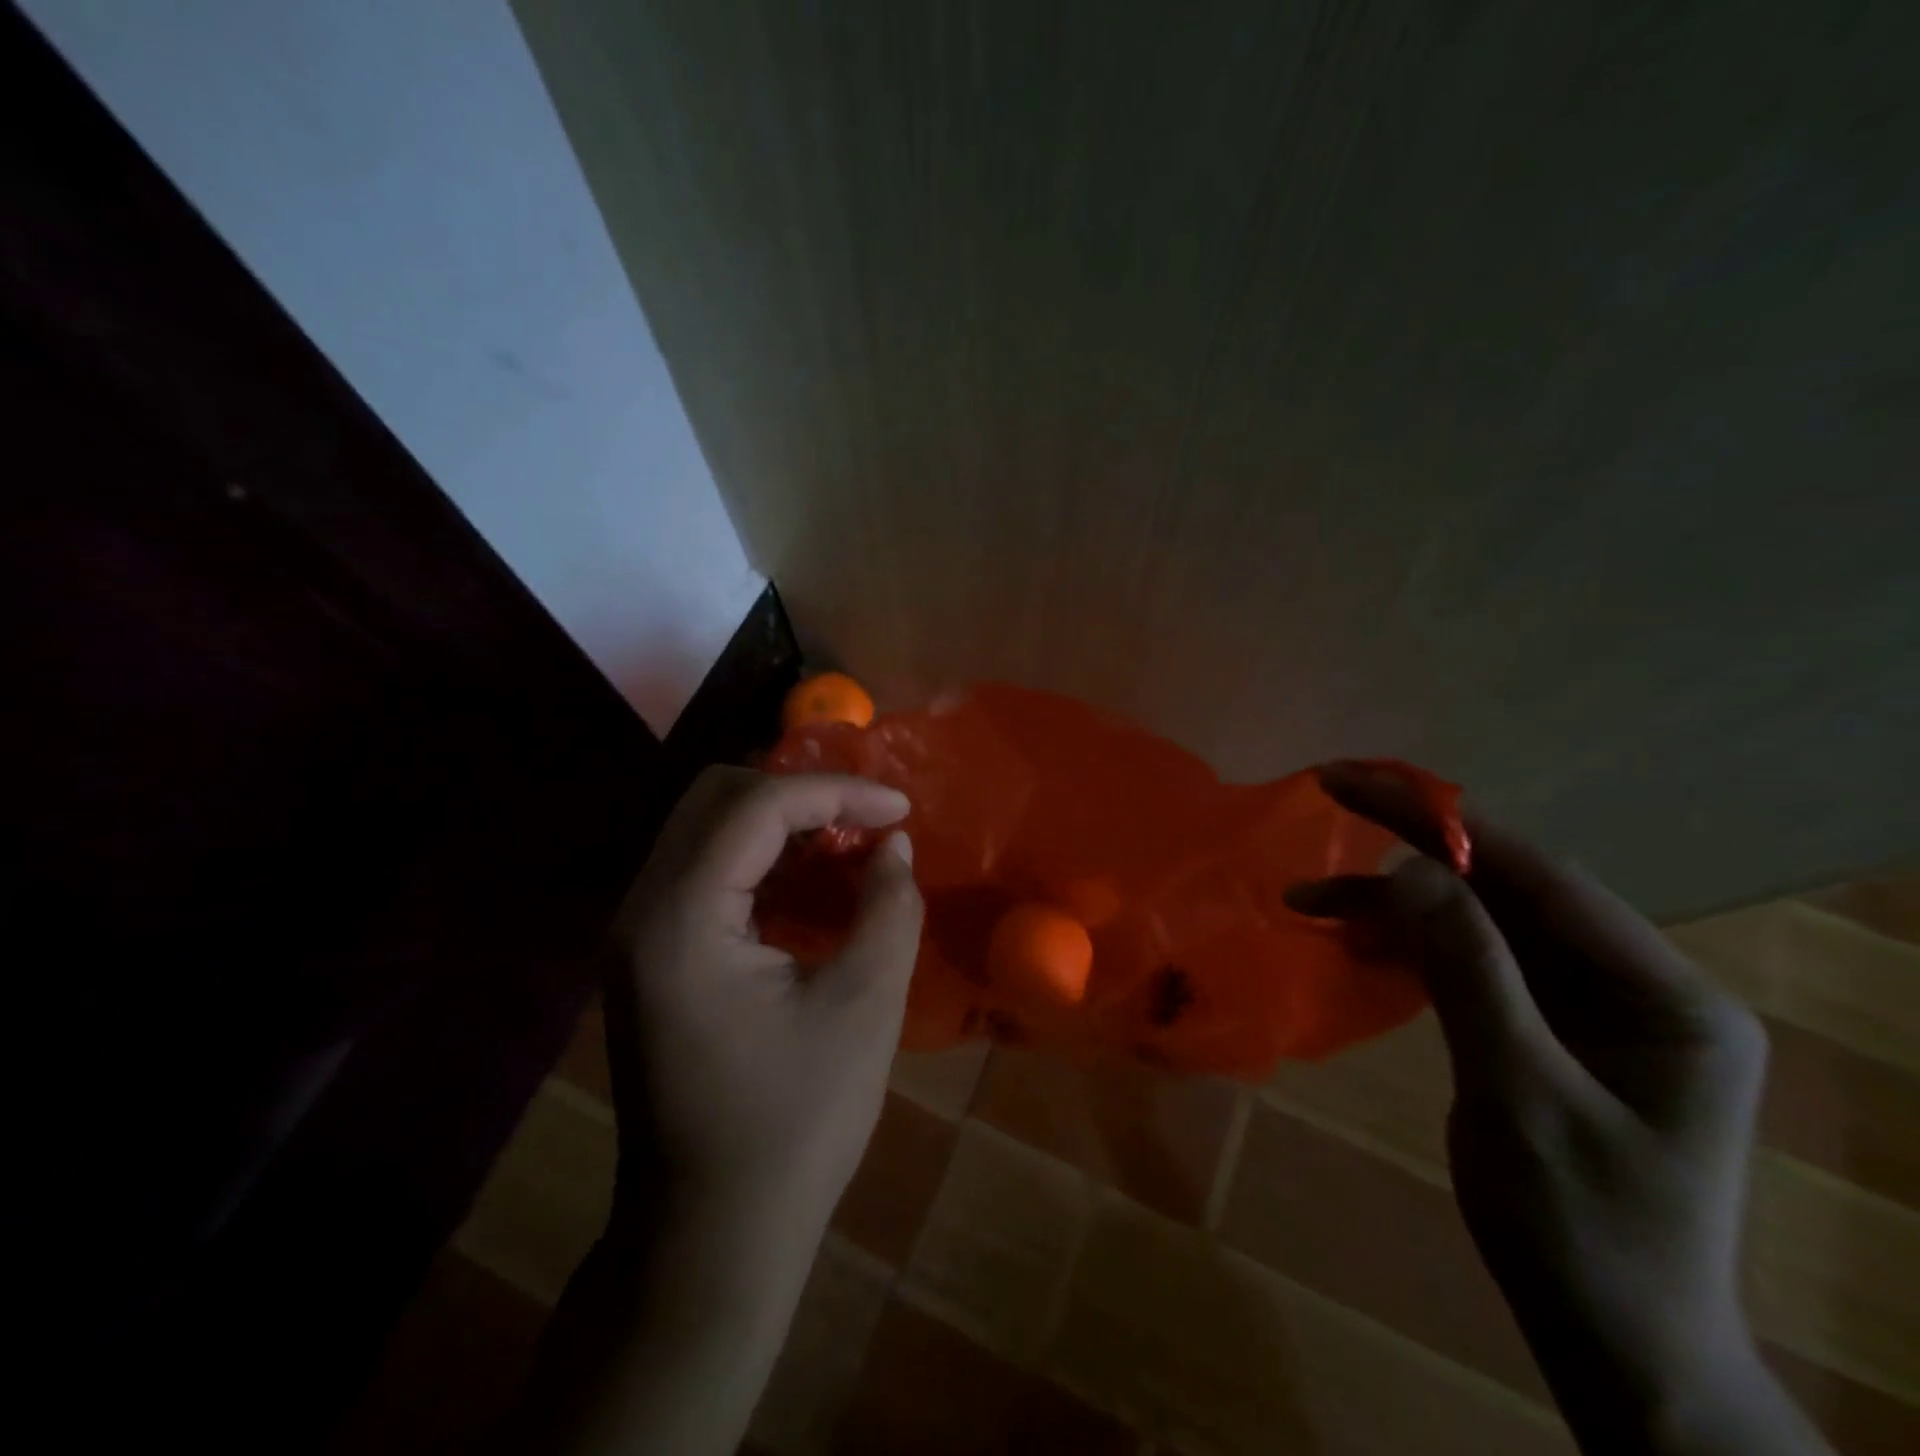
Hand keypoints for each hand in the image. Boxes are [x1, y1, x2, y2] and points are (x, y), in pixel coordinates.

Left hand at [605, 766, 922, 1236]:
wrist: (710, 1237)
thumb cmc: (794, 1127)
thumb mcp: (864, 1009)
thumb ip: (888, 908)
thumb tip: (894, 845)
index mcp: (681, 920)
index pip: (755, 807)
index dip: (835, 792)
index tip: (900, 807)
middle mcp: (642, 910)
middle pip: (717, 797)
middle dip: (801, 793)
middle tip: (868, 819)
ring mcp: (638, 933)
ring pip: (708, 826)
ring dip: (782, 821)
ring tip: (850, 842)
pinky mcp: (652, 954)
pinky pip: (706, 869)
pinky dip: (763, 856)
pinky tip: (812, 879)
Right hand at [1287, 763, 1828, 1455]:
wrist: (1613, 1343)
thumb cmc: (1582, 1228)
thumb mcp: (1519, 1095)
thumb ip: (1468, 971)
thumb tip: (1407, 869)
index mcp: (1665, 995)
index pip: (1545, 879)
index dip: (1448, 824)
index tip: (1361, 784)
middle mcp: (1634, 983)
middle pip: (1509, 890)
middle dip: (1412, 852)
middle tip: (1330, 801)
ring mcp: (1588, 1004)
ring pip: (1480, 922)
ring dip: (1396, 906)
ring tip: (1312, 900)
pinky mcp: (1544, 1023)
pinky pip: (1470, 960)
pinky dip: (1407, 946)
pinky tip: (1353, 940)